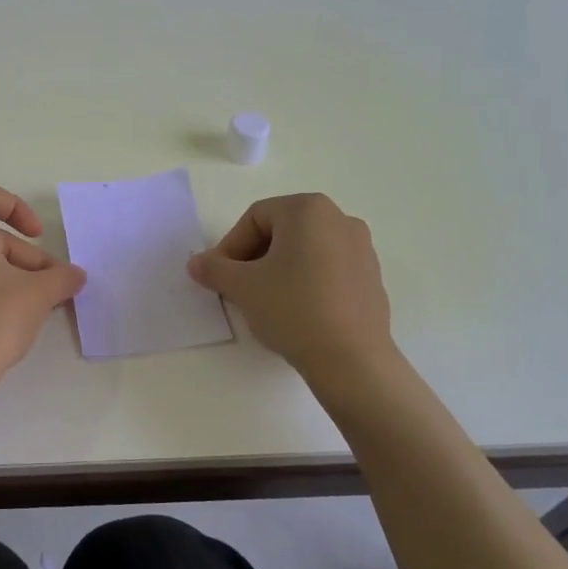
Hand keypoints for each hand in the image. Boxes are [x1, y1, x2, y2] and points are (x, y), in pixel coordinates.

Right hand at [187, 192, 392, 374]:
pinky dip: (306, 282)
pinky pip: (327, 269)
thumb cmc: (293, 309)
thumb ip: (213, 269)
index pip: (255, 218)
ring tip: (266, 302)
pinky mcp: (371, 276)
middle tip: (239, 288)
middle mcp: (339, 218)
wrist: (351, 359)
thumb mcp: (242, 287)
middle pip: (281, 231)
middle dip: (254, 257)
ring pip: (304, 250)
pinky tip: (297, 312)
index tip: (220, 277)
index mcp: (308, 209)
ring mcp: (361, 248)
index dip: (230, 246)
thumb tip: (196, 263)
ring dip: (278, 270)